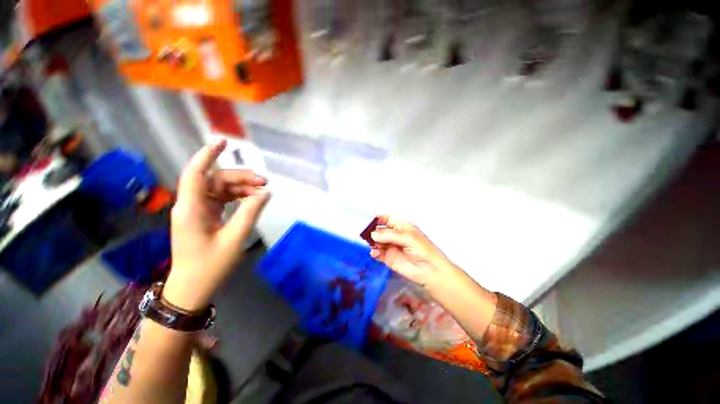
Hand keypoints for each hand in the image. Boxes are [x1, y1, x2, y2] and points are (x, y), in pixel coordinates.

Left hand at [163, 140, 269, 310]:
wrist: (192, 287)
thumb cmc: (210, 266)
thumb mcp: (234, 238)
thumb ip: (250, 213)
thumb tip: (265, 193)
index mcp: (192, 208)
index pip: (196, 173)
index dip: (208, 155)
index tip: (224, 142)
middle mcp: (191, 204)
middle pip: (215, 180)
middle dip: (240, 177)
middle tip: (265, 181)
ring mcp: (197, 210)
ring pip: (220, 188)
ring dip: (241, 187)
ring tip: (262, 191)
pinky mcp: (203, 216)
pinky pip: (221, 199)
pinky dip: (237, 197)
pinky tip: (252, 199)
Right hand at [369, 216, 455, 288]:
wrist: (430, 271)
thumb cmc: (422, 249)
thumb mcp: (407, 237)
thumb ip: (388, 235)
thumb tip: (372, 234)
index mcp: (401, 226)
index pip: (387, 219)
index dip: (379, 219)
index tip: (368, 220)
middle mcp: (395, 235)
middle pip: (380, 230)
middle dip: (372, 230)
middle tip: (365, 233)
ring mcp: (391, 246)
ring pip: (377, 241)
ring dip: (372, 242)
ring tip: (371, 244)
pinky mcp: (388, 258)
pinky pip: (378, 253)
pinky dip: (374, 252)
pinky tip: (375, 253)